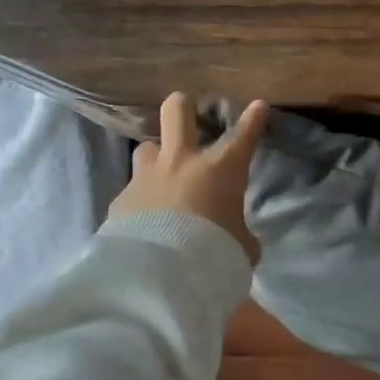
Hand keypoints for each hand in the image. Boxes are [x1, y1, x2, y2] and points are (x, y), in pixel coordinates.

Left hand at [108, 93, 268, 262]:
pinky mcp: (121, 199)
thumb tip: (238, 238)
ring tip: (162, 172)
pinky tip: (143, 217)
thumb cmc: (214, 251)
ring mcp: (147, 177)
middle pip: (177, 112)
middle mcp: (182, 162)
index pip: (243, 136)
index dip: (253, 119)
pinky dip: (141, 198)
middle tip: (187, 107)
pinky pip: (133, 189)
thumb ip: (239, 234)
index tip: (258, 105)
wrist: (158, 274)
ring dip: (157, 156)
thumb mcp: (240, 246)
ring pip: (147, 147)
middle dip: (184, 105)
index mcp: (221, 170)